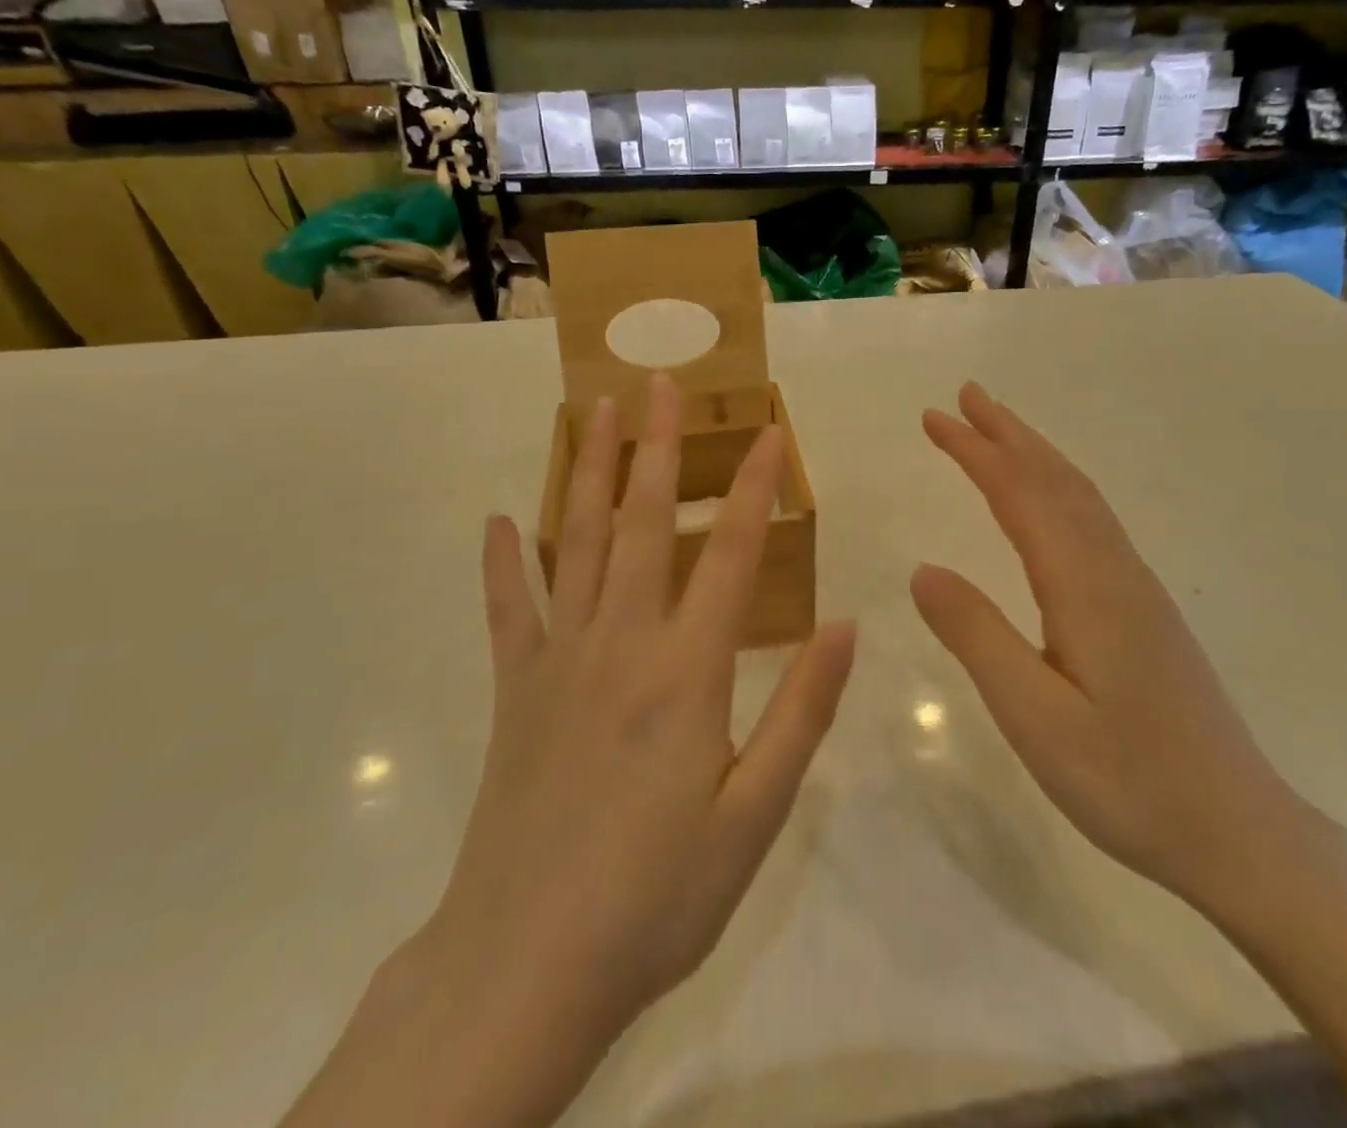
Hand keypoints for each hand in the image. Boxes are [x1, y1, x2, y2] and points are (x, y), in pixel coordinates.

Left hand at [283, 374, 853, 1127]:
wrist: (527, 965)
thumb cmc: (659, 893)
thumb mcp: (756, 814)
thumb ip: (802, 710)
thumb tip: (847, 625)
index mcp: (689, 669)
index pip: (734, 552)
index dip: (756, 486)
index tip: (770, 430)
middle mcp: (622, 641)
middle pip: (644, 521)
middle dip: (658, 445)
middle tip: (660, 382)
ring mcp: (560, 659)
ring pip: (577, 541)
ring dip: (588, 471)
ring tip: (593, 412)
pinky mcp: (516, 688)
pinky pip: (508, 608)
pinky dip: (503, 561)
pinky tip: (500, 519)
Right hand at [911, 382, 1303, 905]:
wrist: (1240, 832)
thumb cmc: (1129, 781)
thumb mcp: (1034, 718)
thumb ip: (977, 636)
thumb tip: (923, 569)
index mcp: (1084, 586)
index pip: (1021, 495)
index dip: (976, 451)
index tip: (934, 417)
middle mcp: (1114, 570)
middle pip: (1056, 480)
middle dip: (1007, 433)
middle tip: (965, 396)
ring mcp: (1137, 588)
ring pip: (1080, 497)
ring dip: (1035, 455)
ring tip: (998, 431)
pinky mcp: (1145, 610)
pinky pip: (1094, 522)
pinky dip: (1060, 488)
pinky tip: (1051, 502)